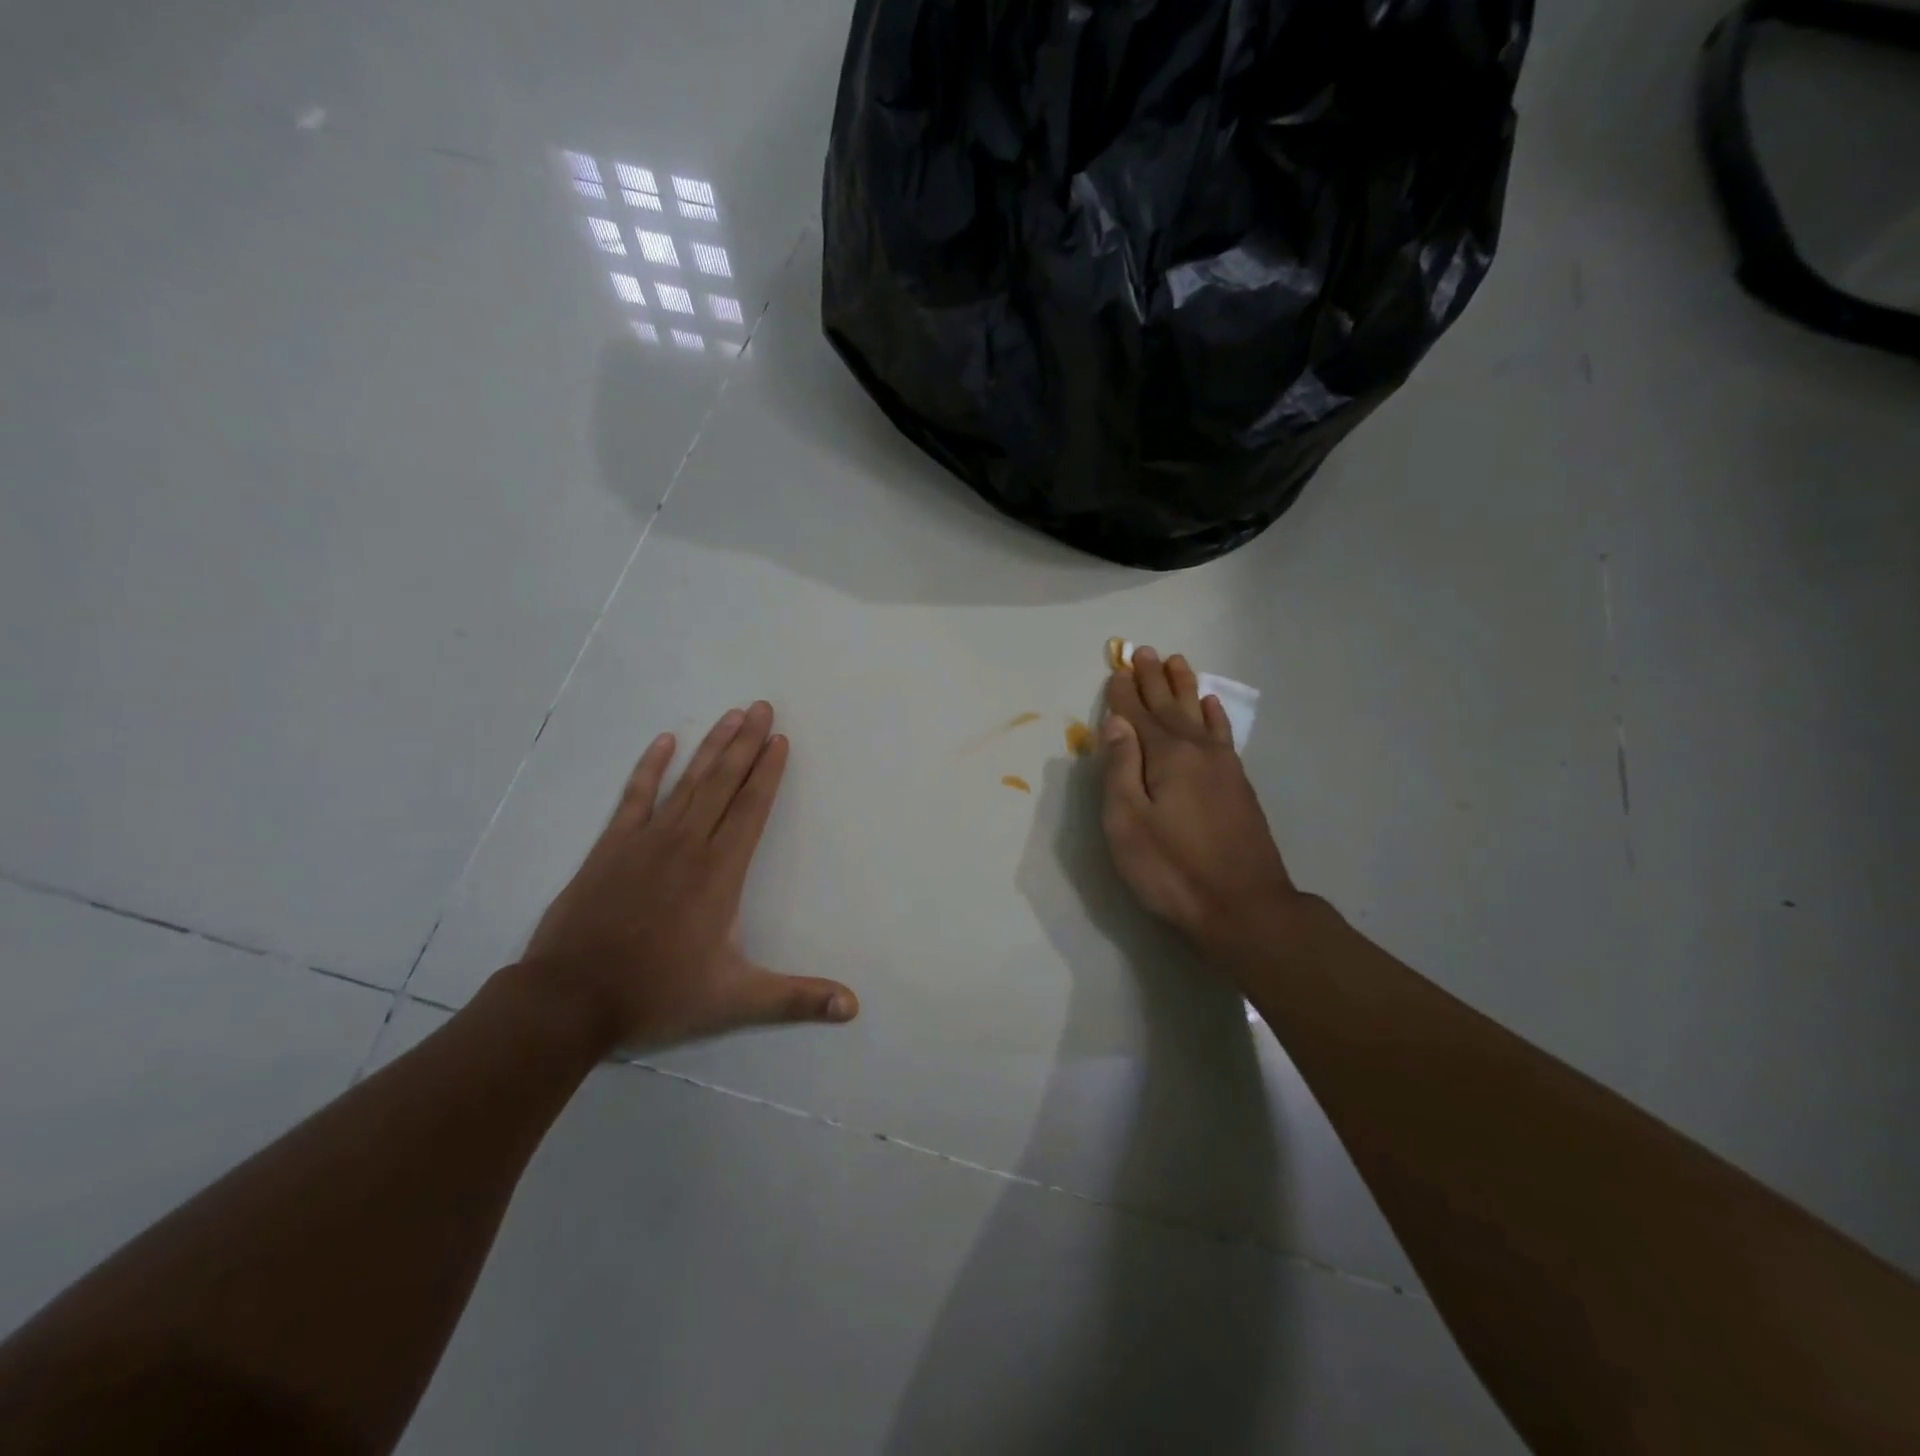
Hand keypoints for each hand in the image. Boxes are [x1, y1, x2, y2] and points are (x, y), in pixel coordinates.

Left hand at [520, 702, 858, 1049]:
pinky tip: (663, 742)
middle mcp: (688, 844)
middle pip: (723, 783)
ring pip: (686, 782)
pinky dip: (649, 767)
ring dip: (710, 746)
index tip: (779, 738)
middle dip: (745, 742)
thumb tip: (853, 1007)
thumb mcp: (734, 1000)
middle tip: (761, 706)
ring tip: (730, 714)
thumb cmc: (657, 994)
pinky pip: (634, 796)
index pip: (751, 809)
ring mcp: (646, 841)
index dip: (768, 772)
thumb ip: (795, 999)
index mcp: (720, 872)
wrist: (569, 999)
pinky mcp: (611, 846)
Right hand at [1100, 646, 1299, 955]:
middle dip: (1154, 680)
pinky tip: (1212, 705)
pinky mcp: (1238, 784)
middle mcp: (1197, 751)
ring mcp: (1223, 766)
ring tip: (1177, 662)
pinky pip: (1223, 735)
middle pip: (1170, 707)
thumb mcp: (1127, 823)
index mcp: (1166, 757)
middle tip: (1145, 651)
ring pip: (1199, 714)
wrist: (1244, 907)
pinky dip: (1215, 716)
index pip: (1137, 715)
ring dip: (1185, 688)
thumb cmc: (1172, 869)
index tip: (1117, 667)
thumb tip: (1116, 722)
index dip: (1125, 693)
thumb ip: (1120, 768)